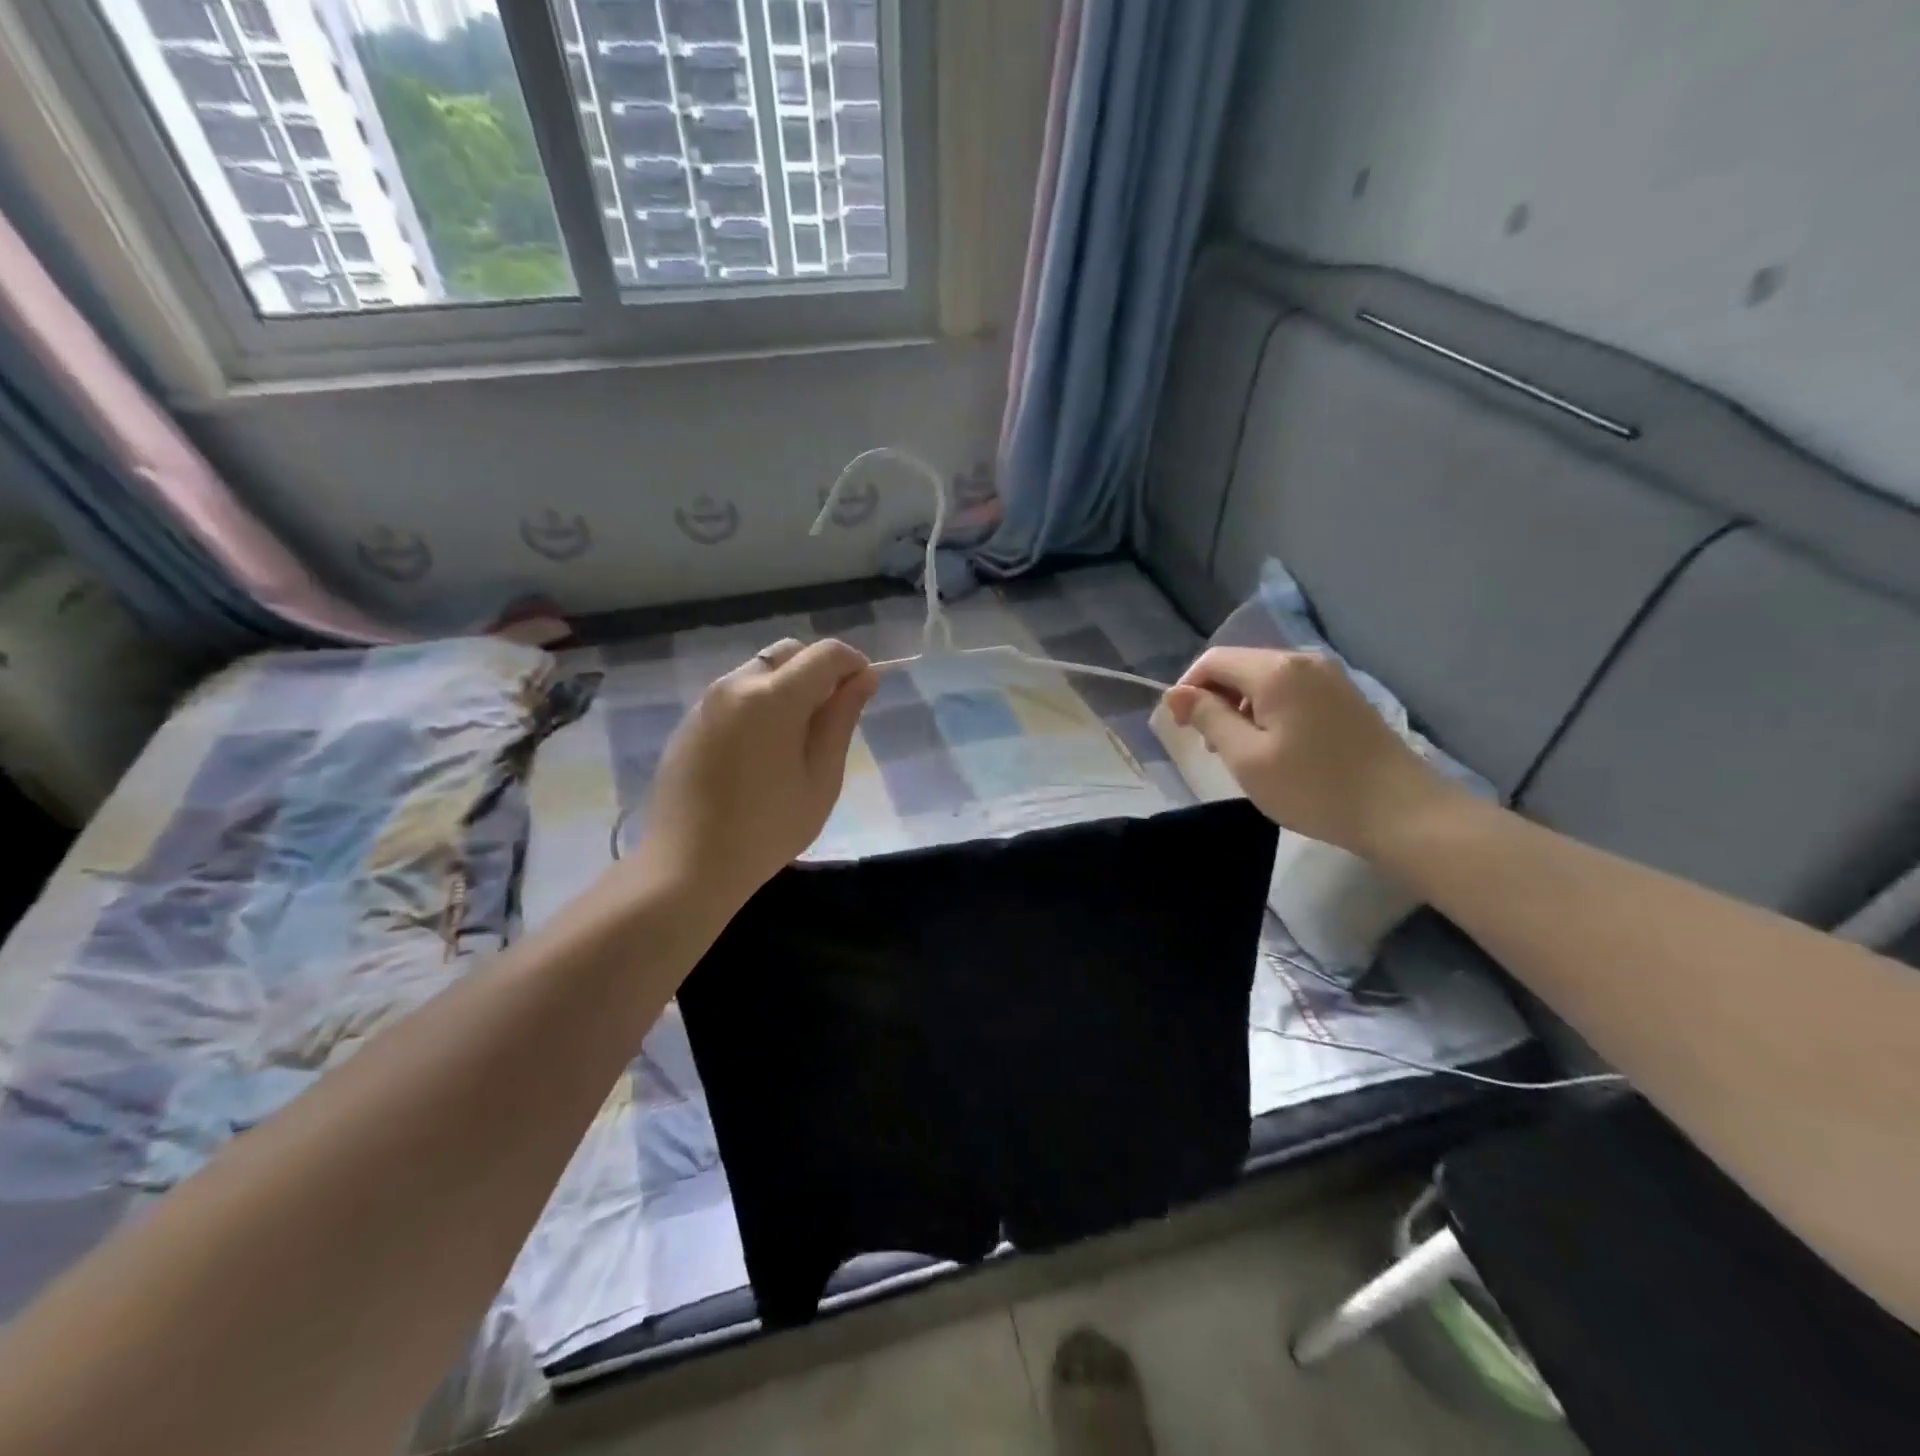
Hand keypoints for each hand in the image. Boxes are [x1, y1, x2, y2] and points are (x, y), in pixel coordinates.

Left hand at [629, 638, 876, 911]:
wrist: (687, 865)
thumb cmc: (767, 829)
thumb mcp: (821, 778)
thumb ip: (841, 719)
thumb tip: (864, 678)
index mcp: (773, 697)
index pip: (825, 653)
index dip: (854, 664)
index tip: (864, 692)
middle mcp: (736, 684)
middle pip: (789, 652)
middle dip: (819, 670)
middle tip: (832, 715)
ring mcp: (706, 701)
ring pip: (760, 670)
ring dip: (788, 685)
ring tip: (798, 736)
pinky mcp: (690, 720)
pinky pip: (735, 693)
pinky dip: (760, 701)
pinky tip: (762, 749)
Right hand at [1163, 647, 1460, 855]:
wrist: (1400, 811)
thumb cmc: (1313, 787)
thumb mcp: (1246, 757)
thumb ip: (1208, 718)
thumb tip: (1176, 693)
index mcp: (1276, 670)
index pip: (1213, 661)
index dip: (1187, 689)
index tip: (1181, 729)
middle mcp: (1303, 660)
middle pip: (1240, 667)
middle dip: (1216, 700)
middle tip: (1214, 748)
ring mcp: (1329, 676)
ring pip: (1264, 680)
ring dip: (1242, 708)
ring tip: (1244, 752)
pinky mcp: (1344, 695)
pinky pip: (1290, 691)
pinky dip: (1270, 712)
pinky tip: (1277, 747)